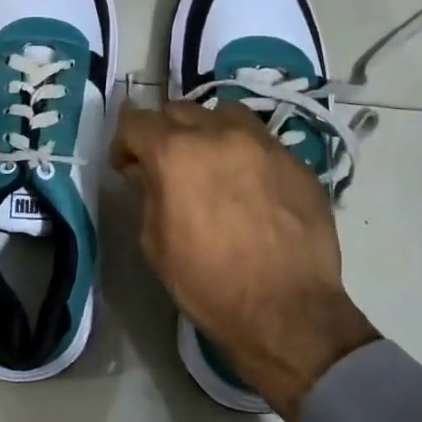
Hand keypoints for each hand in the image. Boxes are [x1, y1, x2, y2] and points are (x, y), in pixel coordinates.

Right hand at [111, 100, 379, 421]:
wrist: (288, 311)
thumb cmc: (209, 284)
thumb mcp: (156, 243)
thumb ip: (147, 194)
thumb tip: (146, 171)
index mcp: (176, 154)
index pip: (136, 122)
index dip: (125, 142)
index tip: (127, 166)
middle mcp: (219, 134)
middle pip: (179, 110)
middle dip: (164, 132)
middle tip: (167, 165)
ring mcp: (263, 143)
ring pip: (224, 114)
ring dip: (208, 130)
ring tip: (211, 161)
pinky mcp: (296, 161)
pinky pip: (261, 141)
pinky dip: (245, 152)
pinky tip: (250, 185)